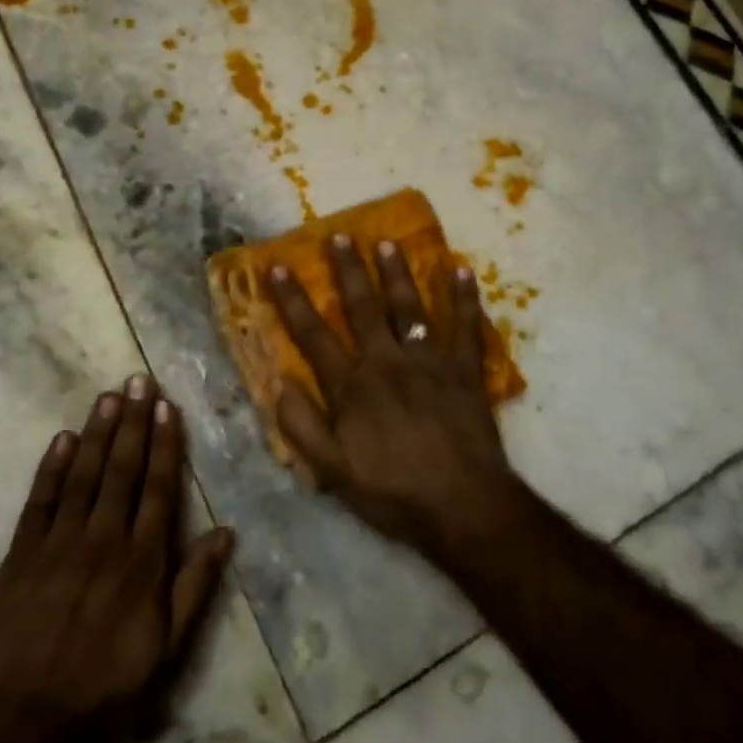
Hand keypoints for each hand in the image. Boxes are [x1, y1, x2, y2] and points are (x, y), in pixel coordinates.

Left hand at [0, 376, 234, 742]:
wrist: (24, 721)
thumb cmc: (106, 686)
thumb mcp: (168, 646)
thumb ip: (196, 585)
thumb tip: (226, 532)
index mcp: (142, 560)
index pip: (159, 487)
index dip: (164, 444)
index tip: (166, 407)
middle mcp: (104, 539)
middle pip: (122, 469)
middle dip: (132, 422)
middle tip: (138, 380)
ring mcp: (59, 543)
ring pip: (83, 474)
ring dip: (97, 432)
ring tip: (108, 396)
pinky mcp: (21, 554)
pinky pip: (39, 501)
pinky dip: (51, 467)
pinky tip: (62, 438)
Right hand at [268, 234, 518, 555]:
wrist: (464, 506)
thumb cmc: (394, 493)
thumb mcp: (334, 473)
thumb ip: (302, 427)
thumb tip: (278, 383)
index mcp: (352, 387)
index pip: (313, 335)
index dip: (292, 300)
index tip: (278, 267)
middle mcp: (387, 362)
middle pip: (362, 308)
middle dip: (348, 270)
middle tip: (339, 236)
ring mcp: (429, 361)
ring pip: (409, 307)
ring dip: (397, 273)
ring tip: (387, 242)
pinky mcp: (465, 370)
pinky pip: (465, 326)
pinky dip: (464, 298)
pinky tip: (460, 270)